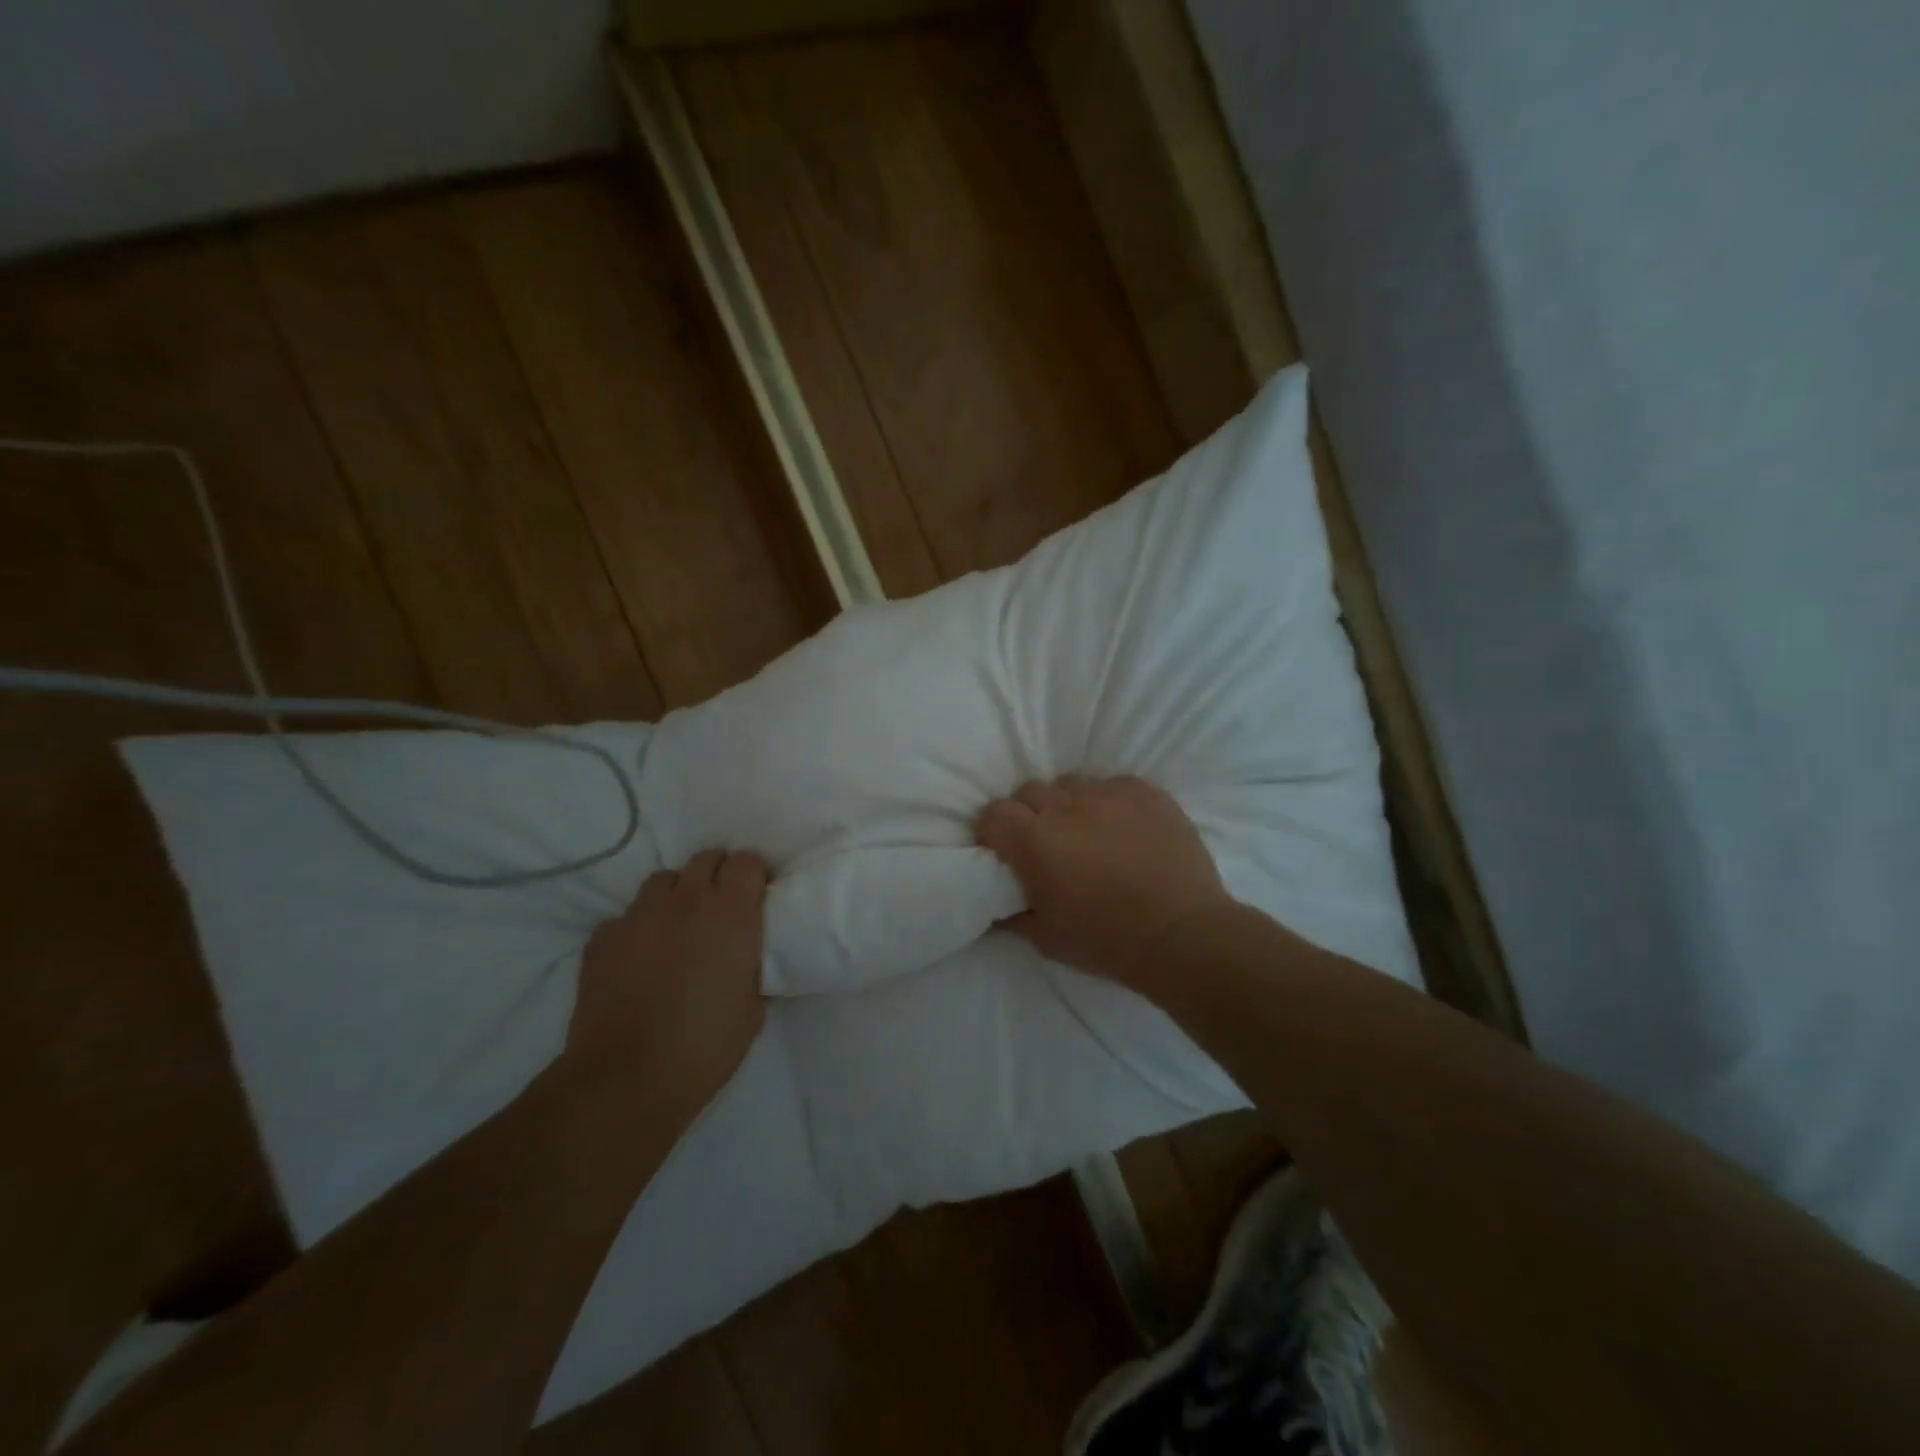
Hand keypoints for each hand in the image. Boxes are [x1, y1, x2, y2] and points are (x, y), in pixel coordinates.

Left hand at [569, 850, 768, 1112]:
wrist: (626, 1079)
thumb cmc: (705, 1047)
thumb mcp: (753, 1009)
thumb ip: (754, 968)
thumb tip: (751, 959)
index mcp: (731, 913)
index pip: (747, 861)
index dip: (754, 875)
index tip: (757, 896)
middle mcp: (686, 901)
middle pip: (705, 858)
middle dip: (717, 874)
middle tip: (721, 908)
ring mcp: (639, 916)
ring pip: (663, 881)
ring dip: (676, 896)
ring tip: (677, 927)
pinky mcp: (602, 937)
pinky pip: (625, 918)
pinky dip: (637, 929)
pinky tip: (638, 958)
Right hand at [975, 776, 1230, 991]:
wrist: (1183, 935)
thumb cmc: (1107, 941)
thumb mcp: (1046, 939)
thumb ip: (1011, 914)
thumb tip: (993, 903)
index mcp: (1034, 840)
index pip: (993, 813)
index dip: (994, 833)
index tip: (1006, 853)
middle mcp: (1066, 806)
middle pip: (1029, 791)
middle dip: (1029, 814)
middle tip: (1047, 845)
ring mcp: (1108, 794)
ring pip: (1071, 784)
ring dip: (1069, 805)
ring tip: (1088, 833)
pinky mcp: (1145, 791)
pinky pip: (1113, 785)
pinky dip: (1109, 803)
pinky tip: (1124, 830)